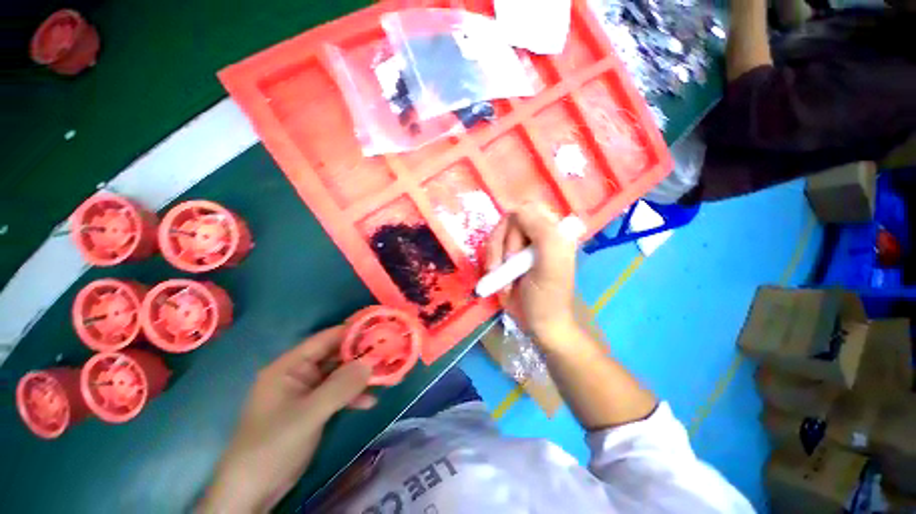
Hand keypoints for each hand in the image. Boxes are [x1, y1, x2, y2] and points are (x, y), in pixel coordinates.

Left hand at [200, 326, 374, 512]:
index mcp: (286, 368)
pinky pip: (329, 400)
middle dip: (356, 358)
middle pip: (327, 361)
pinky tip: (367, 403)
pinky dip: (347, 400)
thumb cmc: (277, 440)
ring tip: (386, 381)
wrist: (257, 477)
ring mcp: (298, 398)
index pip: (320, 342)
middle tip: (391, 357)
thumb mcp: (309, 414)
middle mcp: (292, 377)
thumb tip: (370, 361)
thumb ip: (339, 388)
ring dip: (355, 381)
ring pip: (331, 382)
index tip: (379, 329)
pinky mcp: (304, 416)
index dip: (348, 334)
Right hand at [485, 202, 578, 344]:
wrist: (541, 326)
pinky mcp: (509, 257)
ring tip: (503, 279)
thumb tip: (518, 209)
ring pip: (497, 233)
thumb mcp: (550, 264)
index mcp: (555, 230)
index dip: (515, 226)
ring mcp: (523, 245)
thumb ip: (541, 231)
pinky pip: (492, 247)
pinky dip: (492, 264)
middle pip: (509, 220)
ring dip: (495, 257)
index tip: (516, 252)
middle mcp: (540, 232)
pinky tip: (500, 280)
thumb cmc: (549, 297)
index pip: (527, 208)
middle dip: (503, 245)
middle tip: (508, 267)